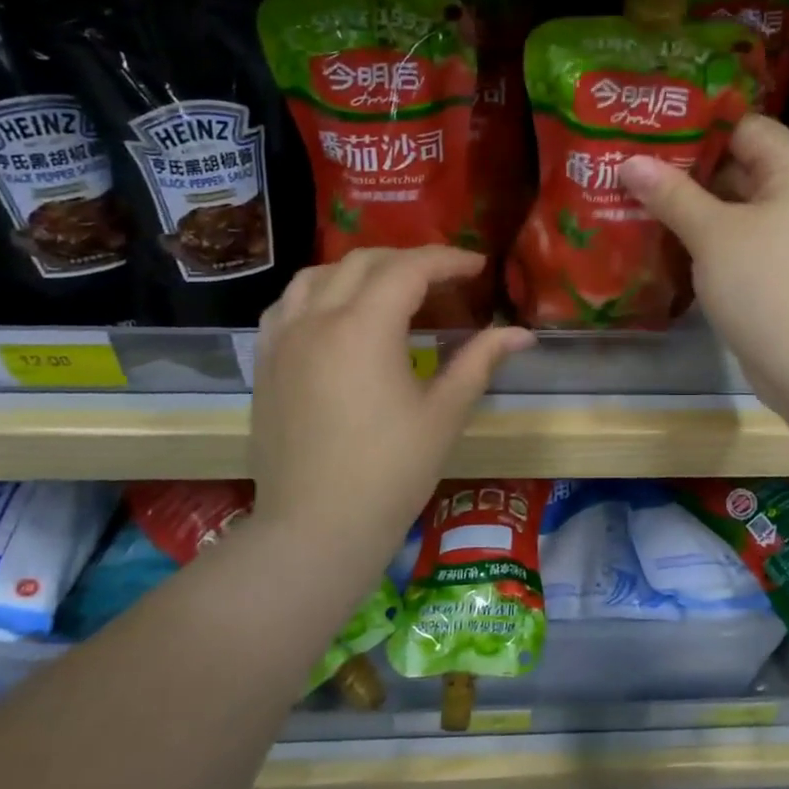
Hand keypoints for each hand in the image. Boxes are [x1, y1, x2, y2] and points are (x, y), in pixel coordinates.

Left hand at [248, 248, 533, 581]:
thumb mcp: (444, 414)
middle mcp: (317, 319)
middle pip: (364, 262)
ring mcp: (283, 339)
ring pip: (319, 275)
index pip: (409, 269)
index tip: (477, 267)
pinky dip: (318, 293)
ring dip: (360, 270)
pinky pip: (288, 304)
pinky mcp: (266, 362)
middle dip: (409, 260)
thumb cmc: (390, 473)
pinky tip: (336, 315)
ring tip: (390, 291)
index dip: (448, 260)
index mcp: (364, 327)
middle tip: (444, 281)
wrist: (315, 528)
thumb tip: (522, 333)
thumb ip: (480, 361)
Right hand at [618, 115, 788, 408]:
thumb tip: (630, 162)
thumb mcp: (713, 234)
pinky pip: (741, 243)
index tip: (648, 131)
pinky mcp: (785, 273)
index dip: (696, 127)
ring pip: (737, 210)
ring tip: (636, 201)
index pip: (745, 127)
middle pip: (740, 167)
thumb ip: (671, 194)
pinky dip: (709, 242)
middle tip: (632, 168)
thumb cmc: (767, 285)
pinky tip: (665, 243)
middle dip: (686, 171)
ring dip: (693, 209)